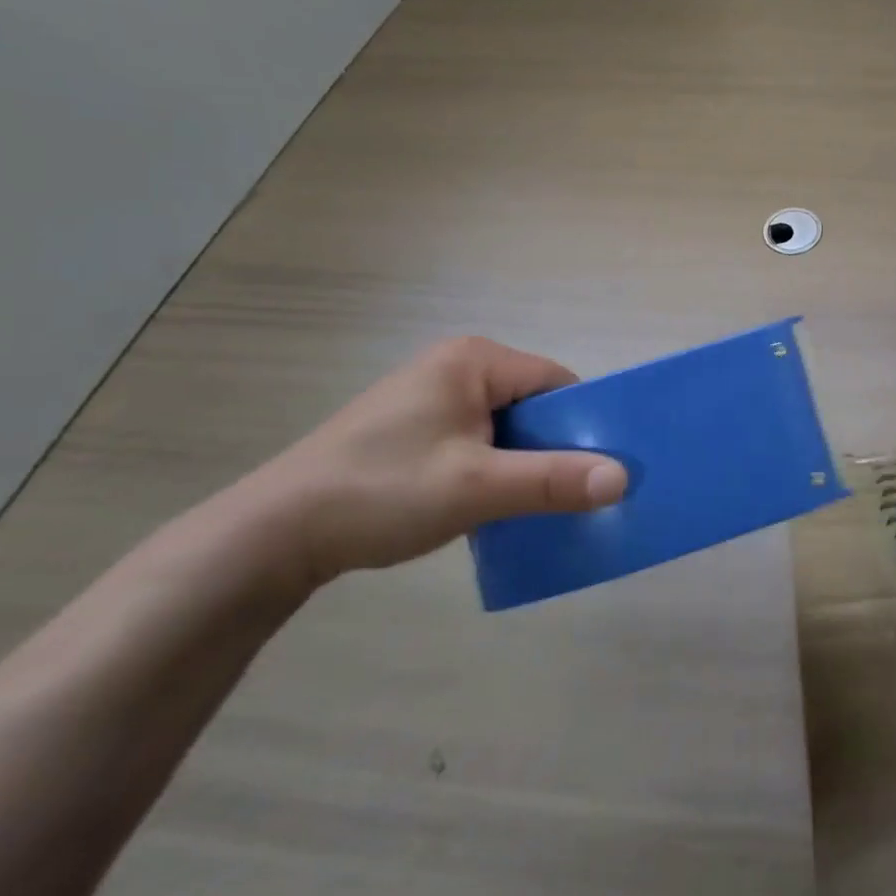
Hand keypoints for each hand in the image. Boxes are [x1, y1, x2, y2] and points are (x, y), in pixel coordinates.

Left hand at [239, 337, 627, 587]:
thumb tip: (623, 478)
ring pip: (506, 429)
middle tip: (573, 495)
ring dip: (524, 466)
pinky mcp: (414, 430)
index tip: (601, 470)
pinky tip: (492, 509)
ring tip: (536, 507)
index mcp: (474, 360)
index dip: (584, 424)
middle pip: (533, 405)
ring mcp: (431, 398)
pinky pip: (478, 443)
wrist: (272, 535)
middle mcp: (456, 367)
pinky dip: (494, 472)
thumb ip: (553, 480)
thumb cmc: (381, 491)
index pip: (556, 383)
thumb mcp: (477, 487)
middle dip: (554, 449)